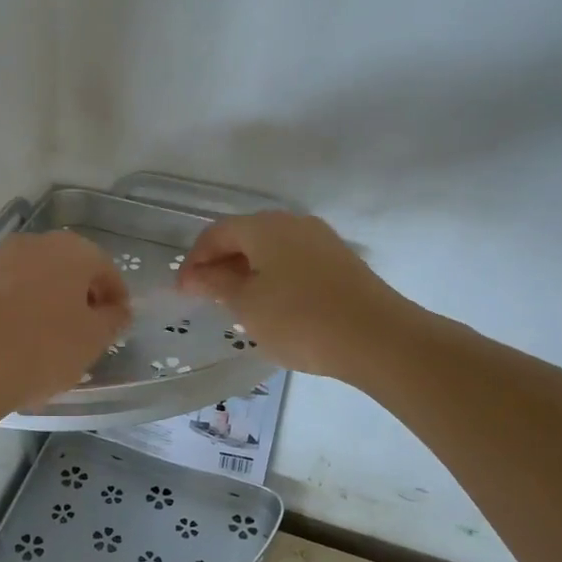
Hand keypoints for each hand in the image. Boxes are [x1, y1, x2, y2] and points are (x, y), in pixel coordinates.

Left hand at [0, 231, 131, 410]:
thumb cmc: (45, 347)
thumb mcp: (94, 339)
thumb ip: (114, 319)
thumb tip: (117, 310)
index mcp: (73, 249)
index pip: (106, 270)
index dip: (115, 299)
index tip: (116, 325)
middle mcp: (36, 243)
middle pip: (70, 269)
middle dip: (81, 296)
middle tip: (87, 332)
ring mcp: (0, 258)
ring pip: (38, 278)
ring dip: (50, 301)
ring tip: (53, 338)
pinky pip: (11, 291)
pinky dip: (22, 308)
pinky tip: (22, 338)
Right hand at [175, 212, 406, 379]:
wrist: (378, 338)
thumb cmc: (300, 319)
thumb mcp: (248, 305)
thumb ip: (217, 285)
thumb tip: (196, 275)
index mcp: (264, 226)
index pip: (216, 232)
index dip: (195, 259)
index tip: (183, 290)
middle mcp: (292, 223)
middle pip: (245, 236)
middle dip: (221, 264)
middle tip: (206, 296)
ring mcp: (321, 240)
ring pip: (271, 249)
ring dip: (248, 271)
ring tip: (237, 304)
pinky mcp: (340, 262)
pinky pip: (294, 262)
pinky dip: (274, 277)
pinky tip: (273, 306)